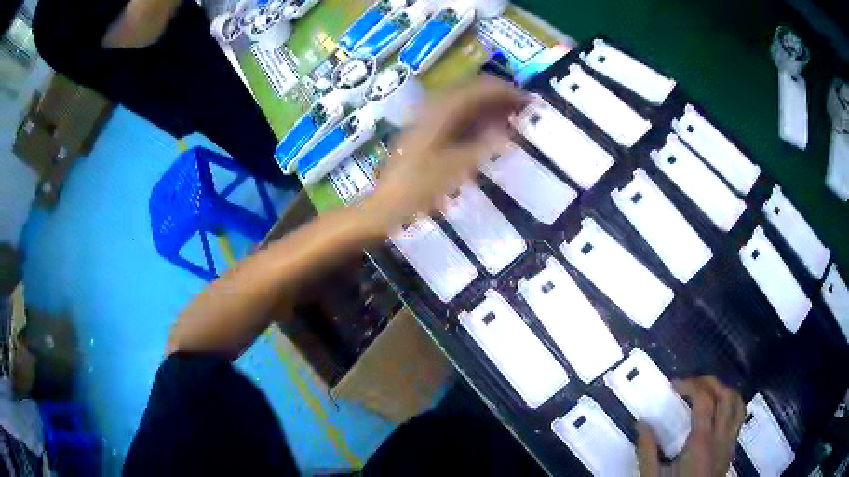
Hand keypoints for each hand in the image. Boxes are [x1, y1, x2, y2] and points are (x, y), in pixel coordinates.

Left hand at [358, 77, 526, 235]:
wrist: (385, 206)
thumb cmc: (419, 189)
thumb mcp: (456, 169)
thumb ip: (484, 146)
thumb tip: (508, 131)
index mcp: (439, 112)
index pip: (478, 89)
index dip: (505, 91)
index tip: (528, 101)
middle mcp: (432, 108)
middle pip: (470, 90)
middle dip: (498, 95)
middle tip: (523, 108)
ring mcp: (426, 119)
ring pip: (463, 102)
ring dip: (488, 105)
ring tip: (511, 116)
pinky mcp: (425, 132)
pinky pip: (455, 115)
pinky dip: (475, 117)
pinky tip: (487, 129)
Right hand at [637, 376, 745, 476]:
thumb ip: (647, 451)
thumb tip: (641, 423)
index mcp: (701, 441)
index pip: (704, 399)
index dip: (691, 384)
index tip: (674, 385)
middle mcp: (721, 436)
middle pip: (725, 394)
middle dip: (709, 382)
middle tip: (690, 384)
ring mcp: (729, 441)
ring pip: (737, 403)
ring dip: (723, 390)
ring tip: (707, 392)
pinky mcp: (731, 448)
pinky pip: (739, 417)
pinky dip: (731, 405)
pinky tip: (718, 411)